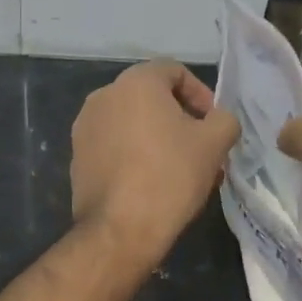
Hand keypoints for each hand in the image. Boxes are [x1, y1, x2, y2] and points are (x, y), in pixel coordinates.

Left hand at [71, 61, 239, 268]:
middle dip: (180, 119)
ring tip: (180, 169)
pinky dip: (134, 154)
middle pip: (151, 97)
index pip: (174, 71)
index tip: (213, 124)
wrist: (119, 229)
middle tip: (202, 148)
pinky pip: (114, 145)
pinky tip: (151, 183)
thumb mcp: (215, 143)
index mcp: (135, 83)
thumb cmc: (170, 175)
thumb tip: (218, 120)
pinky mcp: (76, 157)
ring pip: (132, 123)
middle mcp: (103, 96)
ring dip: (158, 138)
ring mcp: (84, 127)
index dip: (201, 94)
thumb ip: (224, 119)